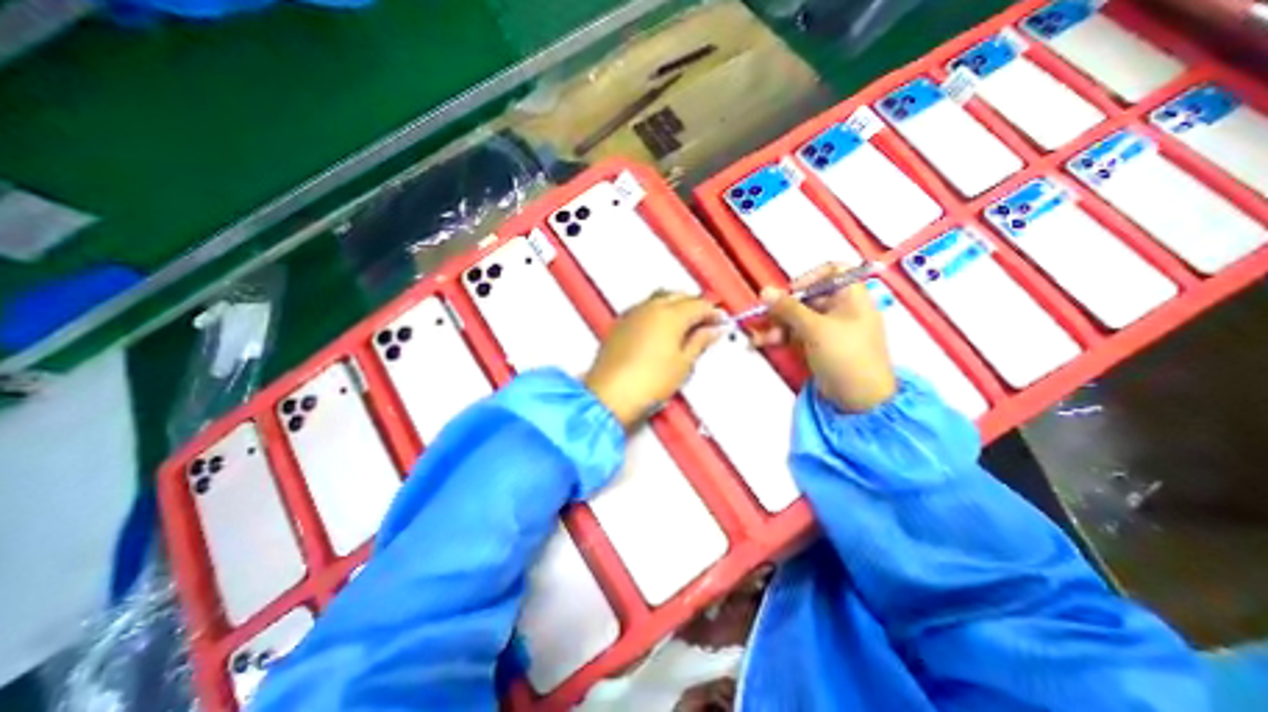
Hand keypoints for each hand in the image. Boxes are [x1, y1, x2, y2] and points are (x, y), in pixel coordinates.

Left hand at [583, 288, 723, 429]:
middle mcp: (650, 307)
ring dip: (675, 306)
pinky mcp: (620, 323)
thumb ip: (699, 342)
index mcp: (671, 315)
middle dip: (694, 305)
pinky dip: (657, 312)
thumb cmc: (650, 382)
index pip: (699, 304)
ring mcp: (633, 313)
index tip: (721, 323)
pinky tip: (661, 330)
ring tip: (684, 326)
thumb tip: (712, 330)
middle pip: (679, 296)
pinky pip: (644, 308)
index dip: (713, 313)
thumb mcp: (683, 364)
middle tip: (705, 323)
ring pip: (660, 298)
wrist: (610, 395)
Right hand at [757, 265, 894, 411]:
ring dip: (776, 325)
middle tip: (764, 318)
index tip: (790, 292)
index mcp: (851, 296)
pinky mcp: (818, 345)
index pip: (832, 271)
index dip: (809, 277)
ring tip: (758, 338)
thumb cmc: (845, 355)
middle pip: (807, 297)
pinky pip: (796, 334)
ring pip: (797, 318)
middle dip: (783, 308)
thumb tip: (764, 291)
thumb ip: (788, 308)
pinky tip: (761, 343)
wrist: (859, 399)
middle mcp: (840, 309)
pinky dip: (780, 337)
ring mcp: (829, 329)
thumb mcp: (815, 329)